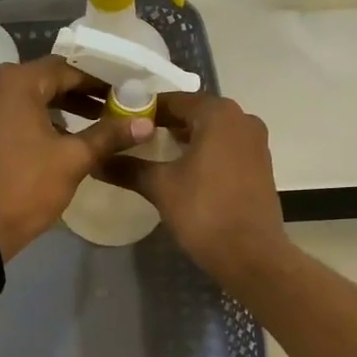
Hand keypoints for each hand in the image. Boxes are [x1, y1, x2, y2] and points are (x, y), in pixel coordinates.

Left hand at [0, 55, 152, 260]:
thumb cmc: (26, 186)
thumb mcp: (73, 159)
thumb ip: (109, 135)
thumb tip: (146, 124)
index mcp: (16, 82)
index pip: (66, 70)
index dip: (98, 81)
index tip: (123, 93)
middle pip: (45, 80)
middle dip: (79, 94)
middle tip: (112, 107)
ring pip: (27, 97)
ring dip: (58, 107)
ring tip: (91, 123)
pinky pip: (10, 112)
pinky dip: (35, 118)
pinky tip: (58, 137)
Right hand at [100, 93, 287, 282]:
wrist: (251, 255)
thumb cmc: (204, 212)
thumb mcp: (160, 187)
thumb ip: (128, 167)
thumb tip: (96, 161)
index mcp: (218, 114)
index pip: (172, 101)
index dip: (143, 111)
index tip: (119, 122)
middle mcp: (241, 118)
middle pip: (193, 113)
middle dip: (163, 124)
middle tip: (132, 138)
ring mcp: (255, 142)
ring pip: (211, 130)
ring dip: (184, 138)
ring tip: (153, 153)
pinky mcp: (261, 164)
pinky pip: (225, 147)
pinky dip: (204, 151)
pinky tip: (183, 169)